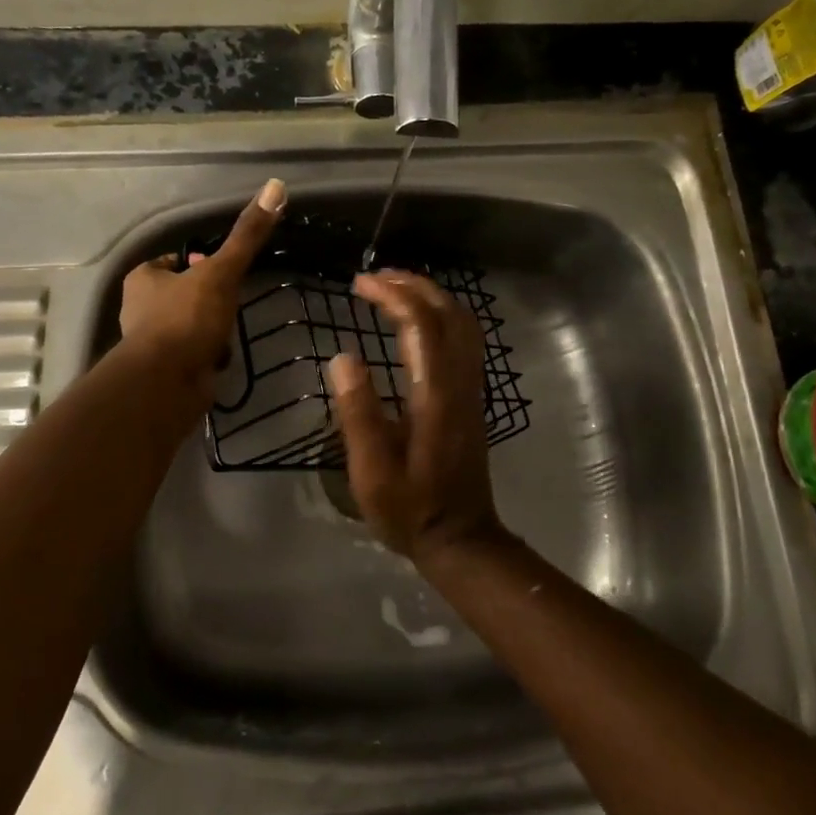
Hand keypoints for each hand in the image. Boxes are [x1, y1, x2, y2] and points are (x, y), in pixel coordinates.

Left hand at [119, 179, 284, 399]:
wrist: (168, 383)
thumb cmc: (187, 319)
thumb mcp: (221, 272)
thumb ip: (246, 235)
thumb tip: (275, 186)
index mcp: (143, 279)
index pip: (172, 262)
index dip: (198, 263)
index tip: (222, 269)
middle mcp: (140, 309)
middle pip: (182, 294)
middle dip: (207, 300)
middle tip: (231, 302)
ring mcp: (150, 343)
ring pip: (188, 326)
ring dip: (210, 329)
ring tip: (229, 332)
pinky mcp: (164, 371)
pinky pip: (191, 354)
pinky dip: (207, 355)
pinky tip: (222, 359)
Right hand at [329, 271, 505, 565]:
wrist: (461, 537)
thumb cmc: (410, 508)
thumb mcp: (371, 471)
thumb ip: (358, 413)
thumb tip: (342, 357)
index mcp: (435, 395)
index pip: (421, 324)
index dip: (392, 295)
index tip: (359, 283)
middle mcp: (461, 382)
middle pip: (449, 313)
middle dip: (414, 285)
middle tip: (376, 277)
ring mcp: (472, 388)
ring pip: (464, 323)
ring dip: (432, 297)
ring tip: (395, 289)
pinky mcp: (473, 397)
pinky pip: (466, 338)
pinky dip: (443, 315)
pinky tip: (419, 321)